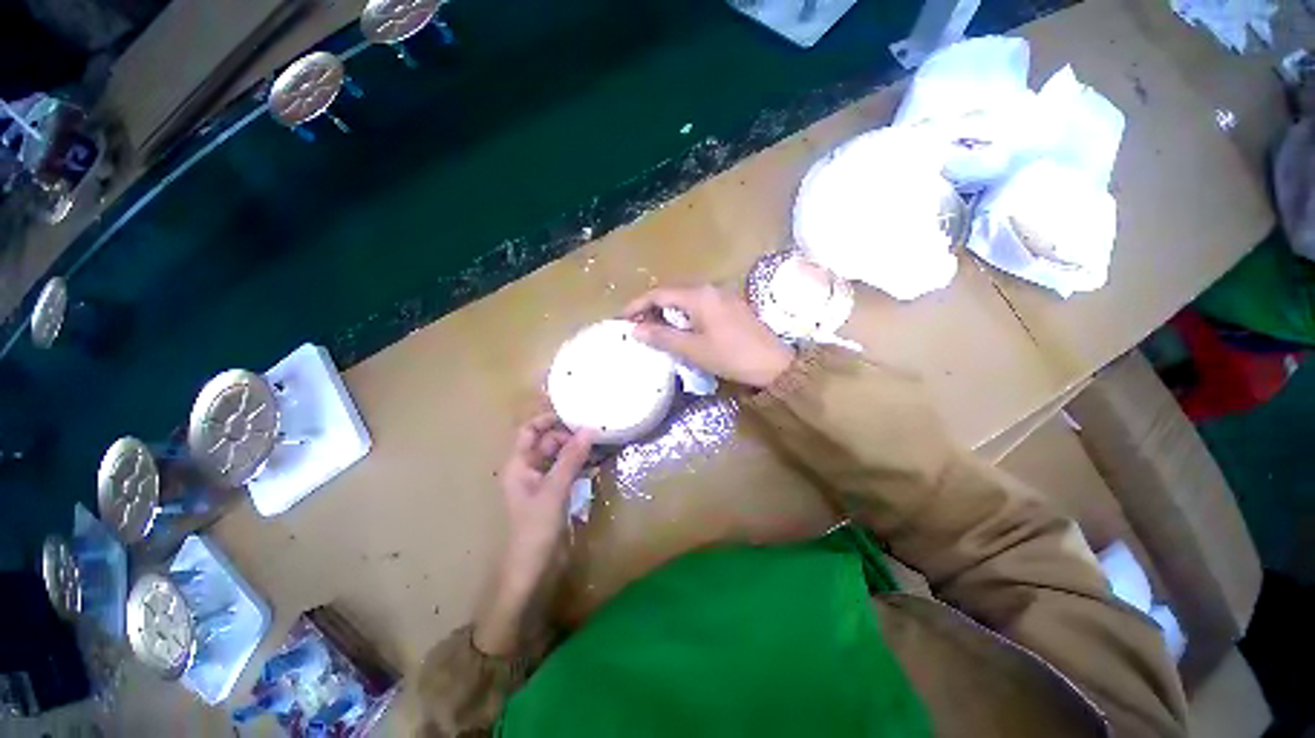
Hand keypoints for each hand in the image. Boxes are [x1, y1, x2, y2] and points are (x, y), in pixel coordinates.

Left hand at [497, 412, 594, 587]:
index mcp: (518, 464)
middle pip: (547, 442)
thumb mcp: (554, 490)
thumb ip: (571, 459)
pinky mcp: (553, 494)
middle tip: (594, 432)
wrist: (531, 570)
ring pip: (558, 456)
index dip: (548, 419)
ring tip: (599, 443)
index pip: (529, 430)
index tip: (574, 415)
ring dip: (576, 449)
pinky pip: (565, 470)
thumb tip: (589, 429)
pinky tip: (595, 462)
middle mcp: (528, 469)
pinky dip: (578, 464)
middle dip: (568, 435)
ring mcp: (541, 482)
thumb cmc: (535, 528)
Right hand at [623, 285, 794, 388]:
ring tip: (653, 330)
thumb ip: (662, 337)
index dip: (637, 305)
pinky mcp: (730, 307)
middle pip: (672, 293)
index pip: (659, 293)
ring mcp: (722, 296)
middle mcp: (710, 289)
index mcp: (699, 296)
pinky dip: (683, 315)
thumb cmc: (731, 356)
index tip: (621, 319)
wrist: (774, 364)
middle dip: (650, 308)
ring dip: (667, 312)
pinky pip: (699, 305)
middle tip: (636, 327)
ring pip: (685, 299)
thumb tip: (635, 330)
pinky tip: (679, 330)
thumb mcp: (693, 349)